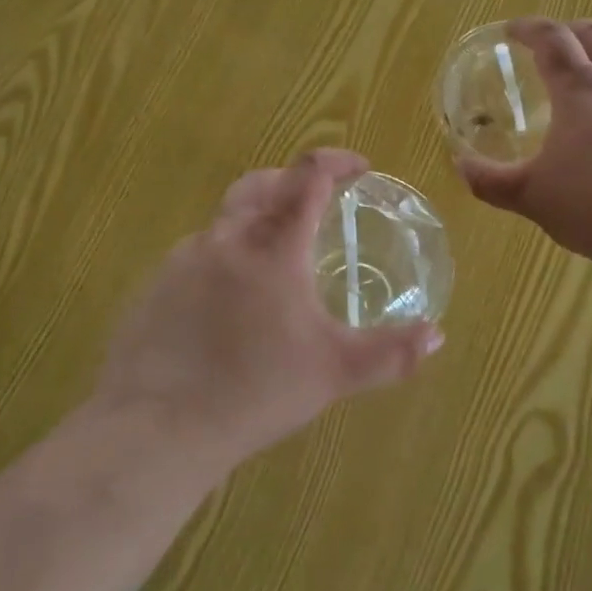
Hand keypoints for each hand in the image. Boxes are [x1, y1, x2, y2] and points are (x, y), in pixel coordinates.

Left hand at [94, 149, 443, 471]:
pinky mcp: (155, 285)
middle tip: (316, 200)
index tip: (359, 167)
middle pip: (261, 184)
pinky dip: (224, 255)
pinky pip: (197, 253)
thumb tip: (436, 337)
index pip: (308, 177)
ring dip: (256, 219)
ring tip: (276, 257)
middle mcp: (227, 238)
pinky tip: (229, 299)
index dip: (336, 162)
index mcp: (274, 246)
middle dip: (293, 181)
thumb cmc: (256, 391)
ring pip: (226, 219)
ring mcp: (184, 259)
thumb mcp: (335, 372)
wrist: (157, 428)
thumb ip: (391, 353)